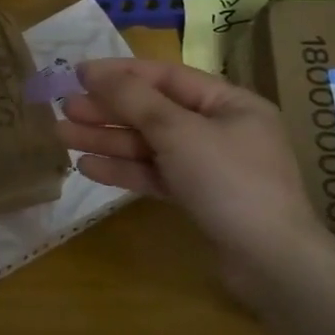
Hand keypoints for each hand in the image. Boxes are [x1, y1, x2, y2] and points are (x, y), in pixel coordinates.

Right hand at [57, 58, 327, 297]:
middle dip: (108, 110)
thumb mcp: (178, 132)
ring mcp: (210, 166)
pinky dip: (124, 170)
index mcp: (229, 103)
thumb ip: (133, 99)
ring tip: (63, 136)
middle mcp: (220, 129)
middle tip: (64, 108)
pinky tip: (88, 168)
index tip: (77, 73)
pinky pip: (155, 174)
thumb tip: (92, 70)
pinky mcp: (199, 198)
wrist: (271, 264)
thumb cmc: (229, 182)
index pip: (166, 77)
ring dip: (108, 140)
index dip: (120, 73)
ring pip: (150, 144)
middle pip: (154, 111)